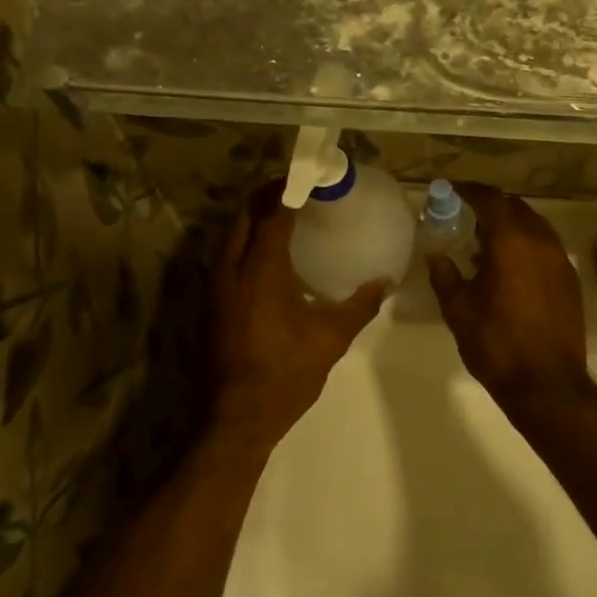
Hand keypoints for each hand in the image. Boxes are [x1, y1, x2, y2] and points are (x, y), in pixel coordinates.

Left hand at [210, 180, 387, 449]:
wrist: (234, 418)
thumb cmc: (285, 374)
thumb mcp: (330, 339)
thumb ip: (359, 306)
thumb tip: (386, 282)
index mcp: (261, 270)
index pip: (272, 213)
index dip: (288, 189)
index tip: (307, 177)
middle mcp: (231, 270)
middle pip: (243, 216)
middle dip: (265, 196)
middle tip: (295, 191)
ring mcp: (215, 288)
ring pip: (229, 237)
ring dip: (252, 219)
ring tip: (282, 217)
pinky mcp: (210, 305)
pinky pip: (225, 259)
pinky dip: (243, 244)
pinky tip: (266, 260)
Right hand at [425, 184, 595, 412]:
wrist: (547, 384)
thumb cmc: (496, 345)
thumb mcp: (459, 310)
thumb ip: (445, 275)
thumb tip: (435, 253)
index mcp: (511, 242)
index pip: (491, 199)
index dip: (470, 191)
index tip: (453, 191)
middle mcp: (541, 241)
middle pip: (516, 207)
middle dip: (492, 206)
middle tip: (467, 215)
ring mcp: (561, 260)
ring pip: (535, 226)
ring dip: (511, 226)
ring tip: (486, 243)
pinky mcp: (571, 279)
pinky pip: (547, 247)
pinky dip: (527, 245)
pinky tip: (511, 267)